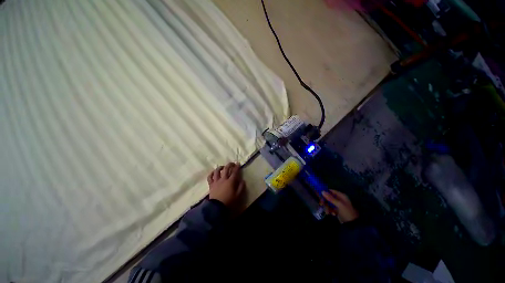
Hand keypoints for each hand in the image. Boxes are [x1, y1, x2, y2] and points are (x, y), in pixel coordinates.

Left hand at [207, 162, 245, 207]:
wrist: (216, 208)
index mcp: (230, 181)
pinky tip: (213, 172)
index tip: (238, 164)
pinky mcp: (211, 185)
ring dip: (220, 167)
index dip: (237, 167)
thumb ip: (241, 187)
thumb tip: (242, 180)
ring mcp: (216, 181)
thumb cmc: (228, 201)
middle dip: (229, 164)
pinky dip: (211, 173)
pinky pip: (210, 177)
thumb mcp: (238, 195)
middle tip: (232, 163)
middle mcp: (223, 179)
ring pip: (217, 171)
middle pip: (226, 169)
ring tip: (222, 167)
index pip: (234, 172)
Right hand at [321, 190, 358, 222]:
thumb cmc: (347, 212)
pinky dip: (330, 210)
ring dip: (327, 207)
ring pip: (328, 203)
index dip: (325, 192)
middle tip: (321, 204)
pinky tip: (332, 214)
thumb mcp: (339, 205)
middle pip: (329, 197)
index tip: (320, 195)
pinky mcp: (337, 209)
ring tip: (328, 212)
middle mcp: (339, 199)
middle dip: (325, 201)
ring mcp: (338, 204)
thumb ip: (330, 198)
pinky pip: (330, 207)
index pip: (331, 191)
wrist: (352, 224)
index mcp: (341, 196)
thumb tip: (322, 191)